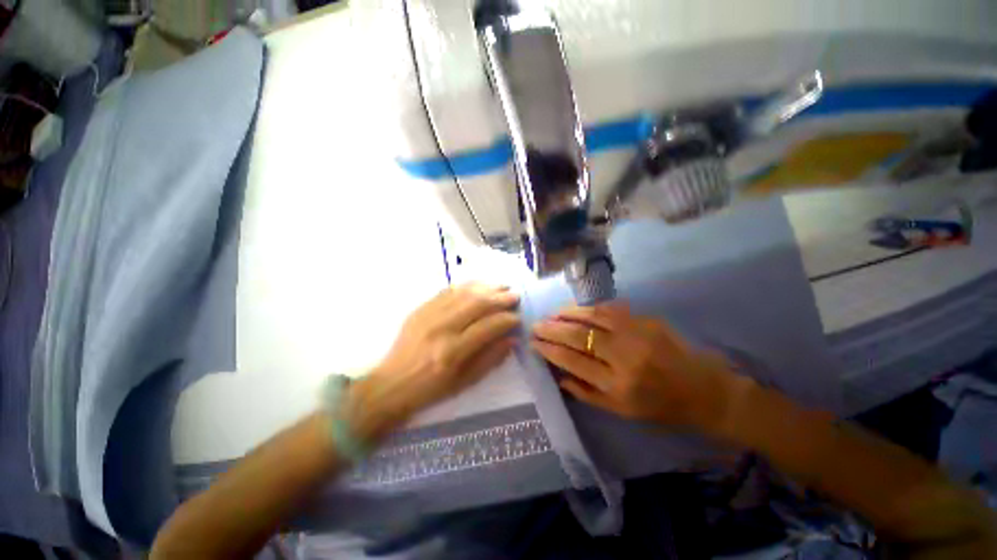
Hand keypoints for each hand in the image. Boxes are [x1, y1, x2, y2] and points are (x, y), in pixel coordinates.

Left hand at [348, 283, 520, 438]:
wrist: (391, 384)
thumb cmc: (430, 390)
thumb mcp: (465, 383)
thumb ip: (490, 359)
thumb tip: (512, 339)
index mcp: (453, 352)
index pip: (488, 327)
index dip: (507, 320)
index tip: (518, 318)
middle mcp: (442, 328)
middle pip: (477, 304)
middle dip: (500, 298)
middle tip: (515, 295)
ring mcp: (429, 315)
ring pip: (464, 293)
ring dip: (486, 287)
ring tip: (502, 286)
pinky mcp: (420, 309)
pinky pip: (447, 291)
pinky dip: (466, 286)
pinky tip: (478, 285)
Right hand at [530, 303, 740, 431]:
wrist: (705, 391)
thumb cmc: (661, 407)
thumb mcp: (622, 412)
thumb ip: (588, 395)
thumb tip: (559, 377)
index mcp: (618, 385)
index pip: (573, 360)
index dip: (549, 349)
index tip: (534, 342)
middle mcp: (625, 357)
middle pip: (579, 336)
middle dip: (552, 329)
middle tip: (536, 324)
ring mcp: (637, 334)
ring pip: (592, 317)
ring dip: (567, 313)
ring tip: (552, 314)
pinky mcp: (647, 320)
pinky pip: (611, 309)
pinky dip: (590, 308)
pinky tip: (578, 309)